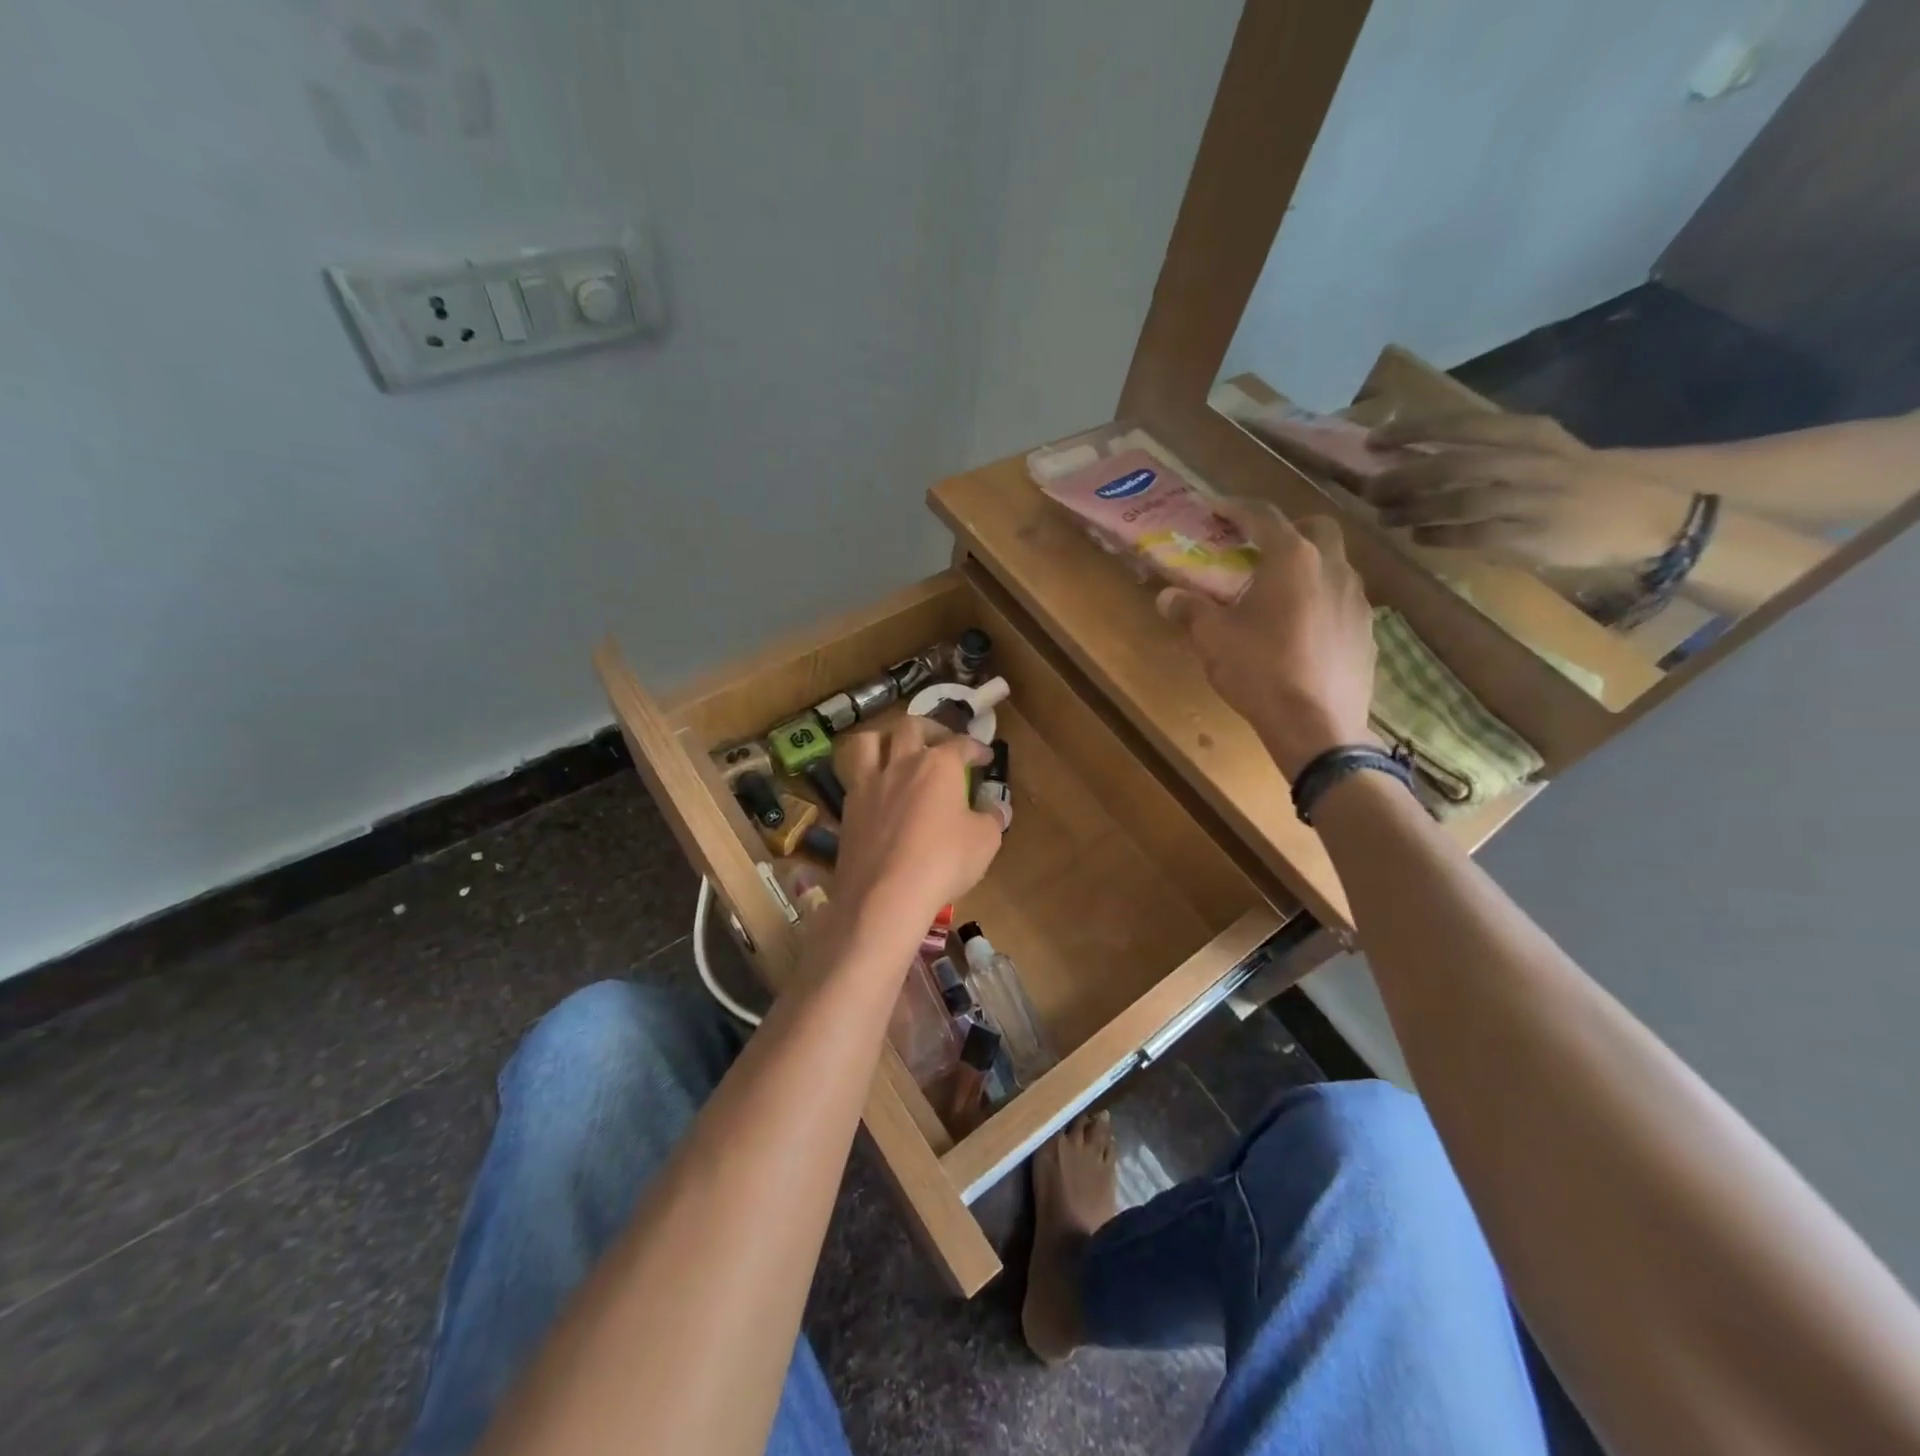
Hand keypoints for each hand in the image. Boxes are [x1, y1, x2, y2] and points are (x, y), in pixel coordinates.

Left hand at [830, 716, 1000, 927]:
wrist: (885, 895)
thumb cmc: (943, 862)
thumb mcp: (985, 841)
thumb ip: (992, 818)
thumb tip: (997, 808)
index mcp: (939, 765)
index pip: (961, 744)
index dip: (976, 748)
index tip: (985, 757)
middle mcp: (902, 763)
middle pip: (911, 726)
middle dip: (930, 728)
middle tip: (940, 742)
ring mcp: (870, 783)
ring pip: (869, 740)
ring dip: (884, 738)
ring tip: (894, 750)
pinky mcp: (848, 807)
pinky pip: (852, 775)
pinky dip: (866, 773)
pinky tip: (876, 789)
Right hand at [1156, 499, 1376, 779]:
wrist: (1317, 726)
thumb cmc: (1260, 671)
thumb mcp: (1213, 639)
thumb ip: (1190, 610)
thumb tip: (1166, 596)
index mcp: (1292, 559)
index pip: (1263, 515)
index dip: (1236, 508)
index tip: (1216, 509)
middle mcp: (1333, 568)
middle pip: (1315, 528)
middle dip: (1286, 529)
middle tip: (1258, 549)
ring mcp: (1358, 599)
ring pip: (1334, 564)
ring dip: (1307, 566)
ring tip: (1278, 593)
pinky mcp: (1368, 630)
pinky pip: (1343, 600)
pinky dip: (1321, 599)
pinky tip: (1302, 629)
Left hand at [1365, 412, 1690, 569]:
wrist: (1648, 513)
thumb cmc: (1576, 480)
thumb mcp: (1538, 451)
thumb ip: (1484, 452)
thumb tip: (1413, 458)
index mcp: (1528, 434)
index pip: (1461, 425)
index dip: (1413, 431)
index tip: (1374, 441)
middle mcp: (1528, 461)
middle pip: (1451, 466)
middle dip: (1402, 478)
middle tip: (1368, 489)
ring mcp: (1531, 499)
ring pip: (1457, 501)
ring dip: (1413, 510)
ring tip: (1385, 517)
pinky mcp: (1533, 535)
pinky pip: (1474, 535)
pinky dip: (1439, 536)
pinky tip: (1418, 538)